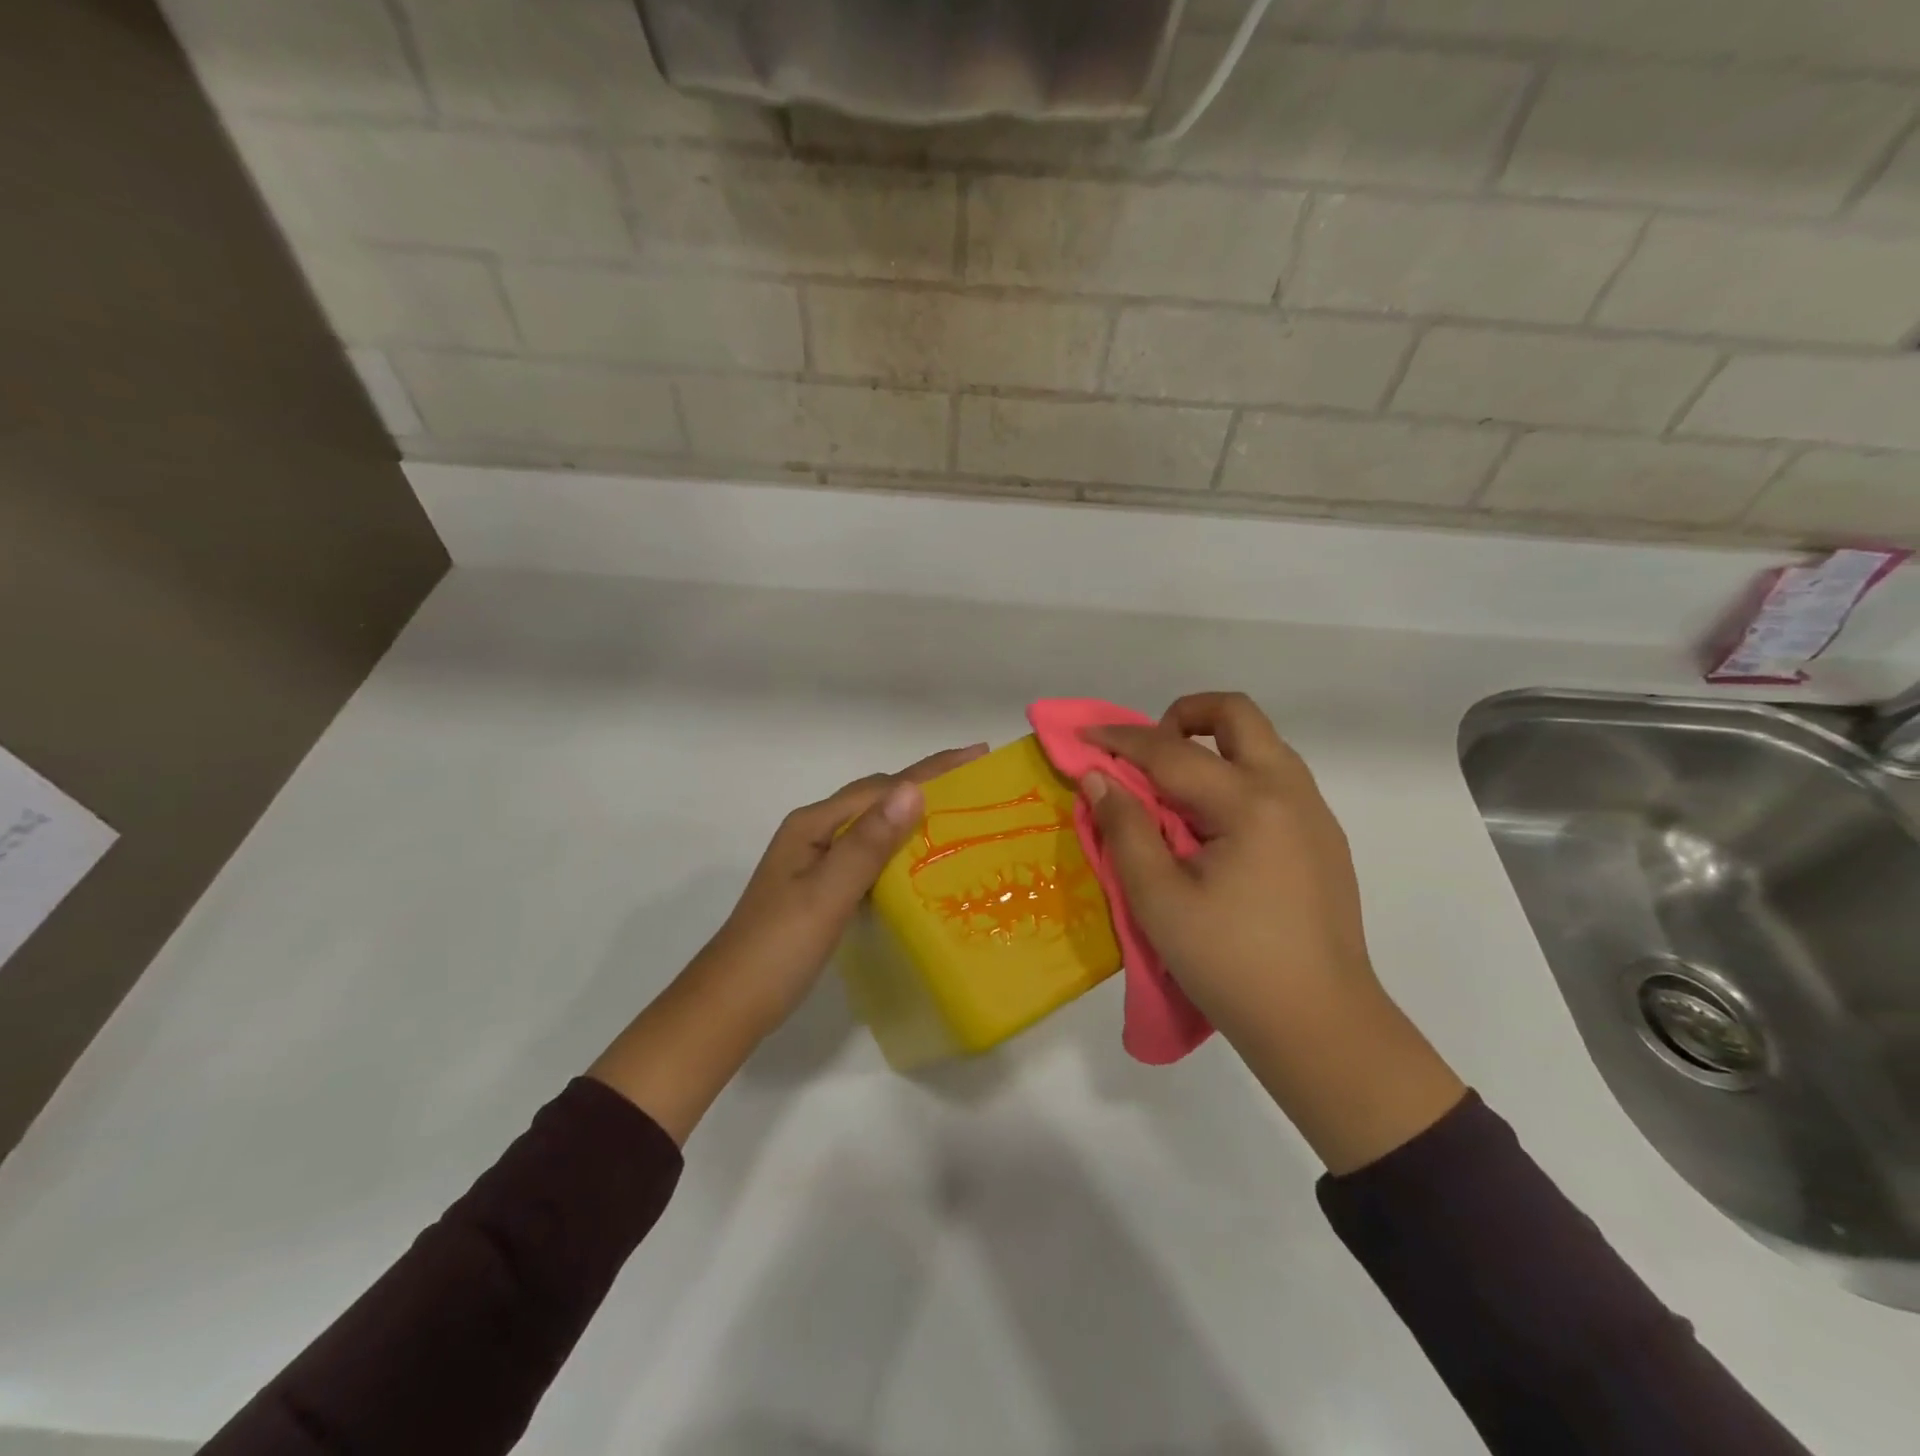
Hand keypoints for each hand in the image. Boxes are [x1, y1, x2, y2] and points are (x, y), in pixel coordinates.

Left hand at [590, 743, 986, 1142]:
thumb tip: (913, 789)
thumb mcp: (828, 893)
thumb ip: (869, 843)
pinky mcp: (822, 887)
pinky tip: (922, 864)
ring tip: (960, 817)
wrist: (731, 1004)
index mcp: (814, 824)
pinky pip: (869, 856)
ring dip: (915, 817)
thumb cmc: (779, 947)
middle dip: (927, 785)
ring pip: (875, 827)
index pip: (882, 787)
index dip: (931, 769)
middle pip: (878, 798)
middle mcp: (815, 832)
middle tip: (977, 784)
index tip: (977, 753)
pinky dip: (899, 851)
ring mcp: (816, 860)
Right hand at [1084, 693, 1462, 1173]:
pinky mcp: (1323, 839)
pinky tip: (1212, 830)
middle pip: (1236, 714)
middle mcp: (1290, 791)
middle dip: (1183, 716)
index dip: (1120, 740)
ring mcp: (1314, 813)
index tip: (1082, 737)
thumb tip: (1098, 778)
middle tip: (1146, 755)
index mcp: (1250, 803)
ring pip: (1261, 744)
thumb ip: (1125, 829)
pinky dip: (1234, 776)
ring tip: (1172, 793)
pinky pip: (1275, 779)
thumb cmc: (1230, 964)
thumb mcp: (1159, 900)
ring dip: (1212, 746)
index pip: (1172, 751)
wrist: (1320, 1027)